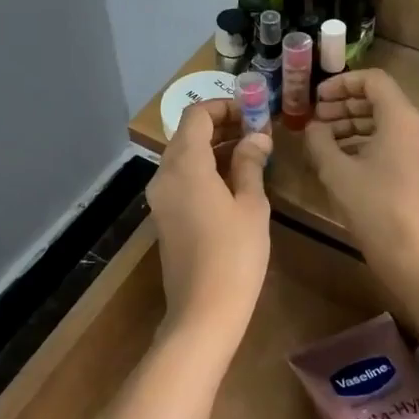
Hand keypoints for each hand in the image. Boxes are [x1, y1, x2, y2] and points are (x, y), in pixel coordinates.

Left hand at [147, 100, 272, 347]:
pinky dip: (205, 170)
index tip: (254, 114)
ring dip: (215, 149)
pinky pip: (182, 179)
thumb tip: (256, 137)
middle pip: (188, 134)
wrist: (203, 311)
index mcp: (185, 164)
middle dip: (222, 126)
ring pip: (185, 157)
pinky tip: (234, 182)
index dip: (225, 107)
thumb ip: (250, 163)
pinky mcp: (164, 217)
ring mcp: (161, 197)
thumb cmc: (235, 254)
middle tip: (258, 133)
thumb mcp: (251, 204)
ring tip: (253, 155)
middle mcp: (165, 174)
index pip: (197, 115)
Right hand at [303, 70, 418, 279]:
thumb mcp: (336, 171)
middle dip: (345, 106)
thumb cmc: (374, 207)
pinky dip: (370, 142)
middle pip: (381, 100)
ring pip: (387, 122)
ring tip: (324, 140)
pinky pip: (396, 141)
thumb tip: (314, 126)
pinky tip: (343, 159)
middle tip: (316, 119)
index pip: (373, 81)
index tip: (317, 99)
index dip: (342, 84)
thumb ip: (320, 140)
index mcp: (402, 119)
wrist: (414, 254)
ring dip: (355, 125)